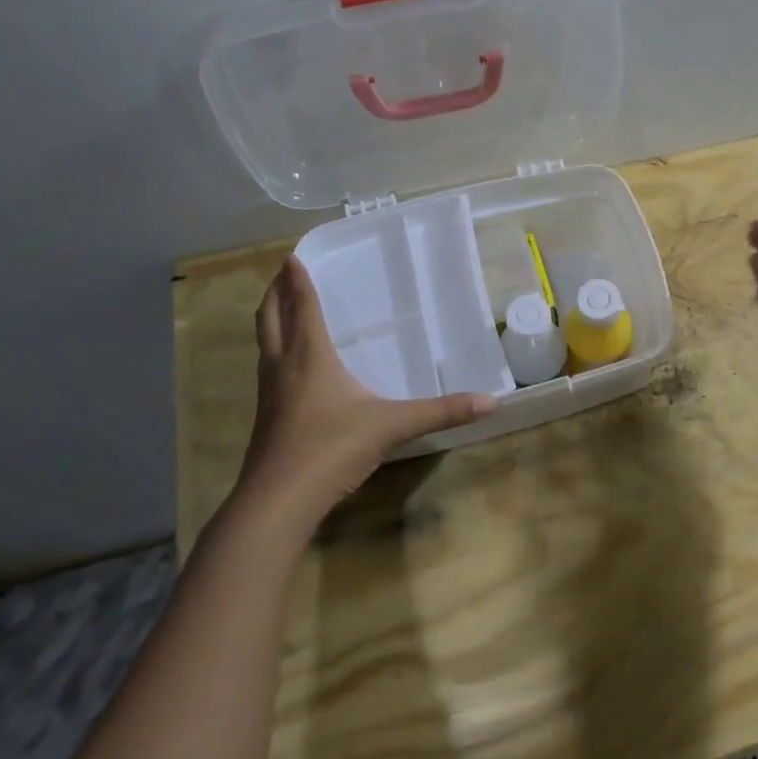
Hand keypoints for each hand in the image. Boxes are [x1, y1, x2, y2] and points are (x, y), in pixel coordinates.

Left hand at [237, 257, 495, 530]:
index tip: (292, 256)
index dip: (298, 281)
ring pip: (265, 345)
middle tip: (282, 273)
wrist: (277, 502)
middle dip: (275, 293)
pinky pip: (269, 370)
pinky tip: (292, 368)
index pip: (303, 307)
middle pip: (271, 319)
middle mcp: (284, 367)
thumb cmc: (332, 448)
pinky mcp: (267, 418)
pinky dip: (276, 352)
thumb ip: (441, 412)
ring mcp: (270, 394)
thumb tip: (492, 401)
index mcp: (310, 357)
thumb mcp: (393, 425)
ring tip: (283, 309)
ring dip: (272, 321)